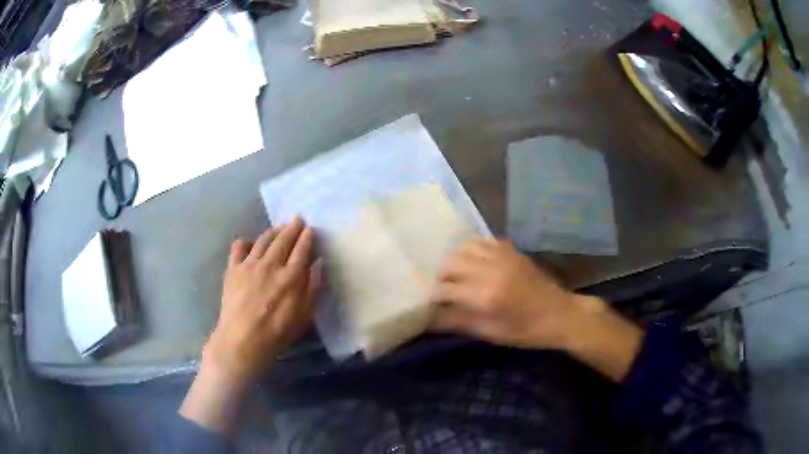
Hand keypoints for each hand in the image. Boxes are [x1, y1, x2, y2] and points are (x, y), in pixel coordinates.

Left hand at [204, 217, 318, 386]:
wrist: (242, 339)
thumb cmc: (277, 332)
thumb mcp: (304, 315)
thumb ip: (312, 287)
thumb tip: (318, 264)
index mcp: (291, 277)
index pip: (302, 249)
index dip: (307, 237)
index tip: (310, 229)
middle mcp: (271, 264)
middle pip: (283, 239)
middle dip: (292, 227)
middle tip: (297, 220)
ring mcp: (250, 264)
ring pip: (263, 239)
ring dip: (273, 231)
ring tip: (278, 228)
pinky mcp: (233, 268)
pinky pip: (238, 247)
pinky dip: (245, 241)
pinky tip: (249, 243)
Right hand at [431, 239, 642, 380]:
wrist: (561, 314)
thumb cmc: (527, 331)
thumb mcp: (492, 334)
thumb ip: (460, 323)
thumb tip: (431, 319)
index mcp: (487, 296)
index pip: (446, 289)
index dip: (434, 296)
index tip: (430, 303)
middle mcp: (492, 270)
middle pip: (451, 262)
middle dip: (441, 275)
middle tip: (441, 288)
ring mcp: (503, 257)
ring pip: (465, 247)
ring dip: (455, 259)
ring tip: (455, 274)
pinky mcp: (512, 251)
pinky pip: (484, 241)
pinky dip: (473, 249)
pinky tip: (474, 262)